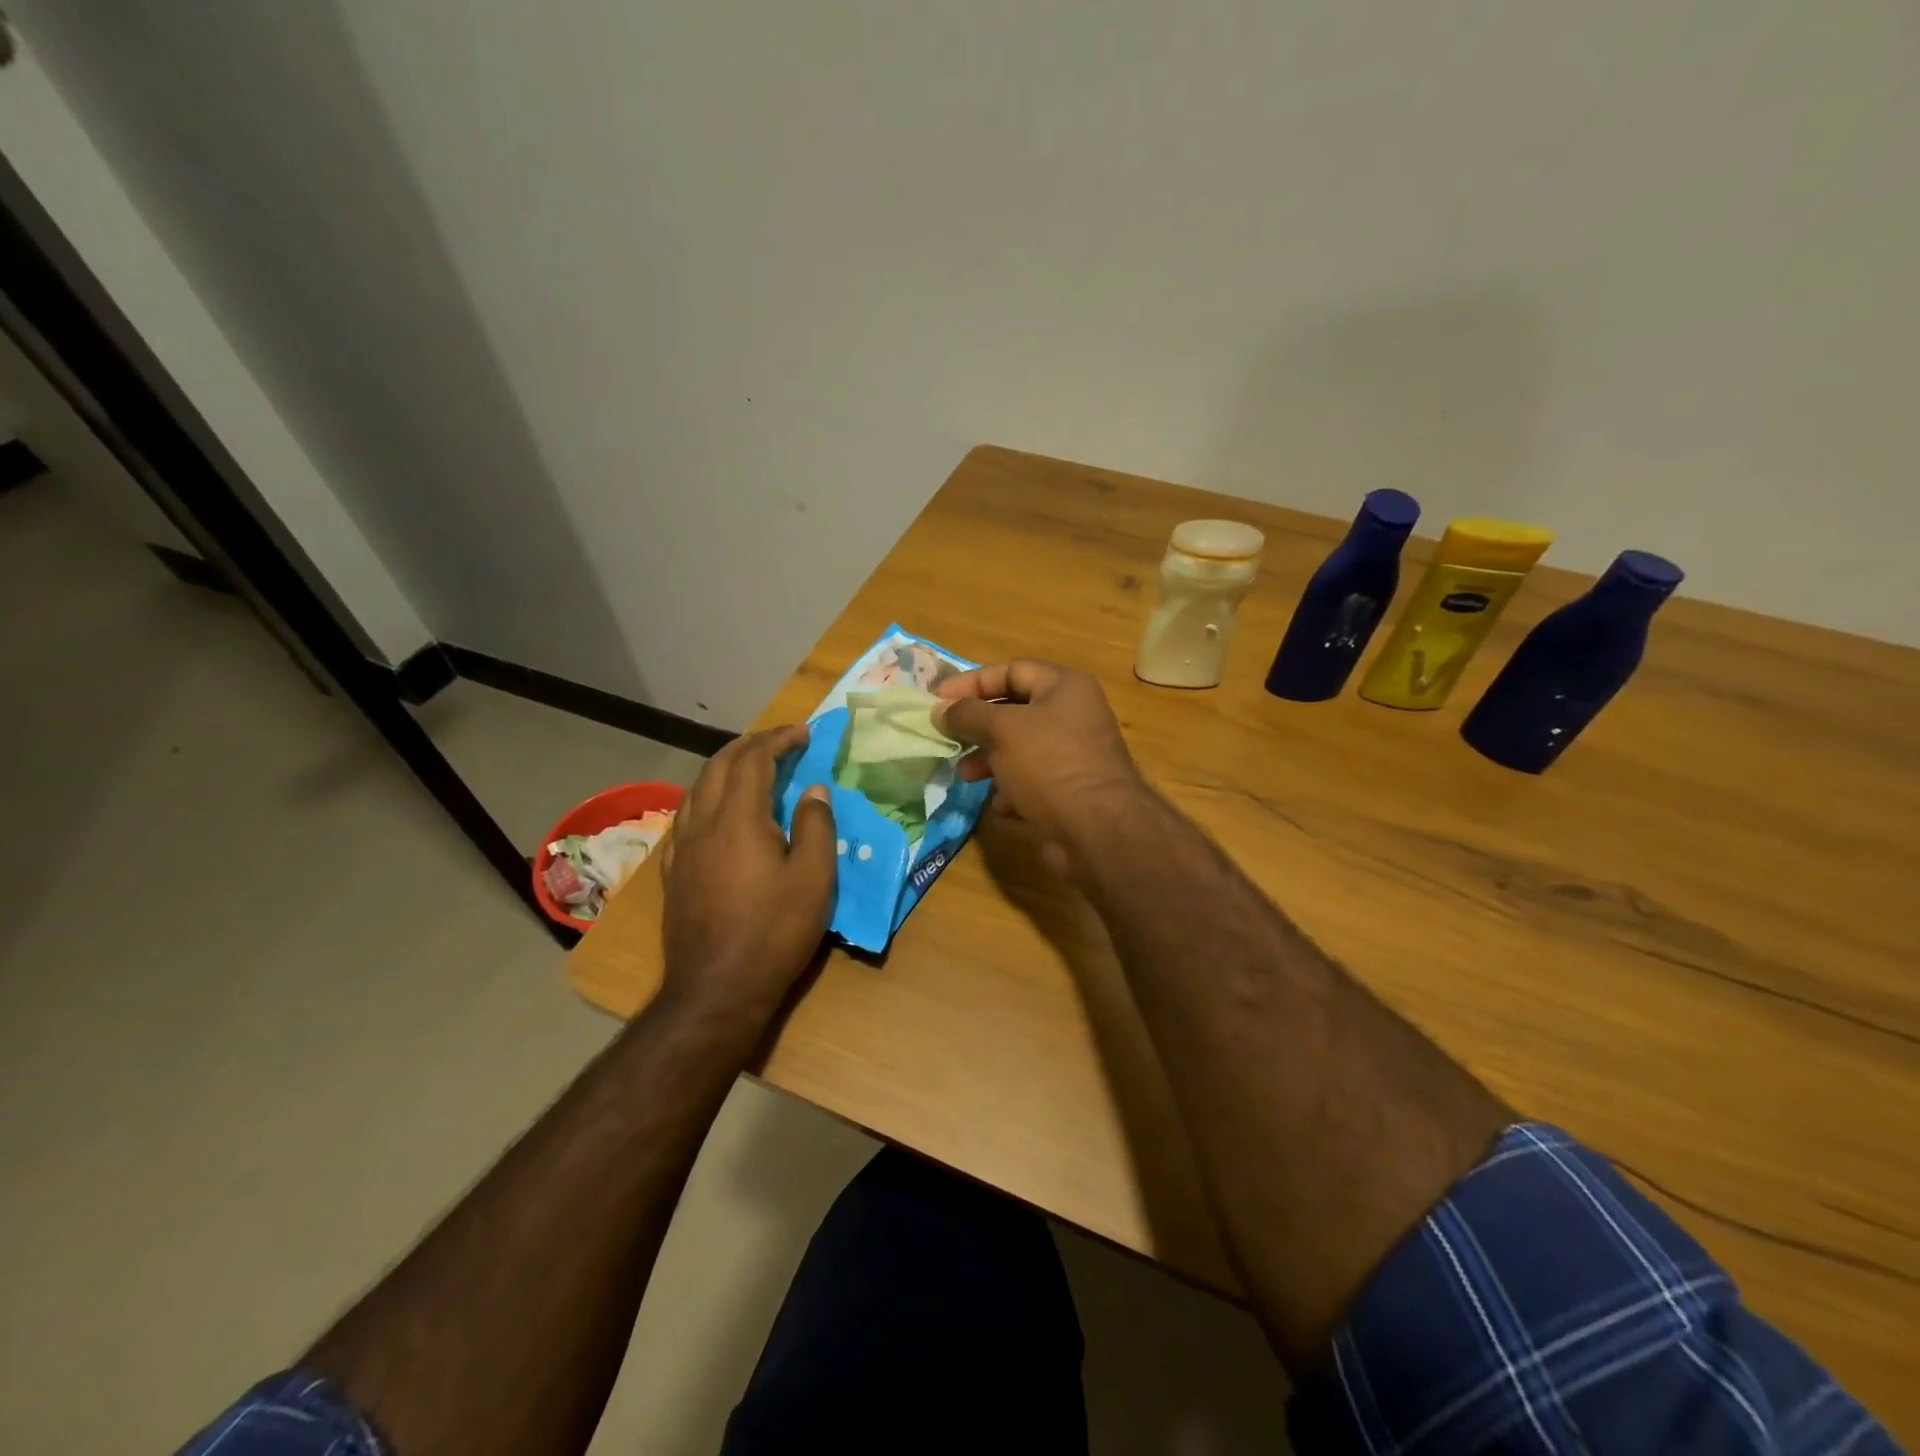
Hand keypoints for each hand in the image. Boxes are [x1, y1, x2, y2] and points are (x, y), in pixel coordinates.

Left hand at [660, 725, 836, 1023]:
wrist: (716, 989)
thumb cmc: (774, 932)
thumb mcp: (814, 879)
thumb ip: (817, 826)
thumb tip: (814, 790)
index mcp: (738, 819)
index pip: (754, 760)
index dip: (779, 740)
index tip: (805, 732)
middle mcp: (702, 823)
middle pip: (719, 765)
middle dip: (751, 745)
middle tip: (781, 742)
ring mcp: (681, 847)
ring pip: (698, 787)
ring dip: (726, 766)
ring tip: (753, 767)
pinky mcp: (673, 871)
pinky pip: (687, 815)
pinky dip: (709, 795)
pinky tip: (720, 810)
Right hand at [933, 660, 1145, 847]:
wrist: (1098, 830)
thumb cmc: (1049, 764)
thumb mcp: (1002, 729)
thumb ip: (967, 714)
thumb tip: (940, 710)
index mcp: (1065, 687)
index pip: (1011, 670)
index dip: (972, 682)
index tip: (937, 699)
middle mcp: (1072, 716)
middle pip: (1014, 710)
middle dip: (978, 725)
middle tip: (947, 738)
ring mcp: (1073, 755)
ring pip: (1019, 748)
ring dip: (988, 759)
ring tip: (966, 775)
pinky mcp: (1069, 791)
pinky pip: (1031, 781)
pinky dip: (1010, 789)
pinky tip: (998, 805)